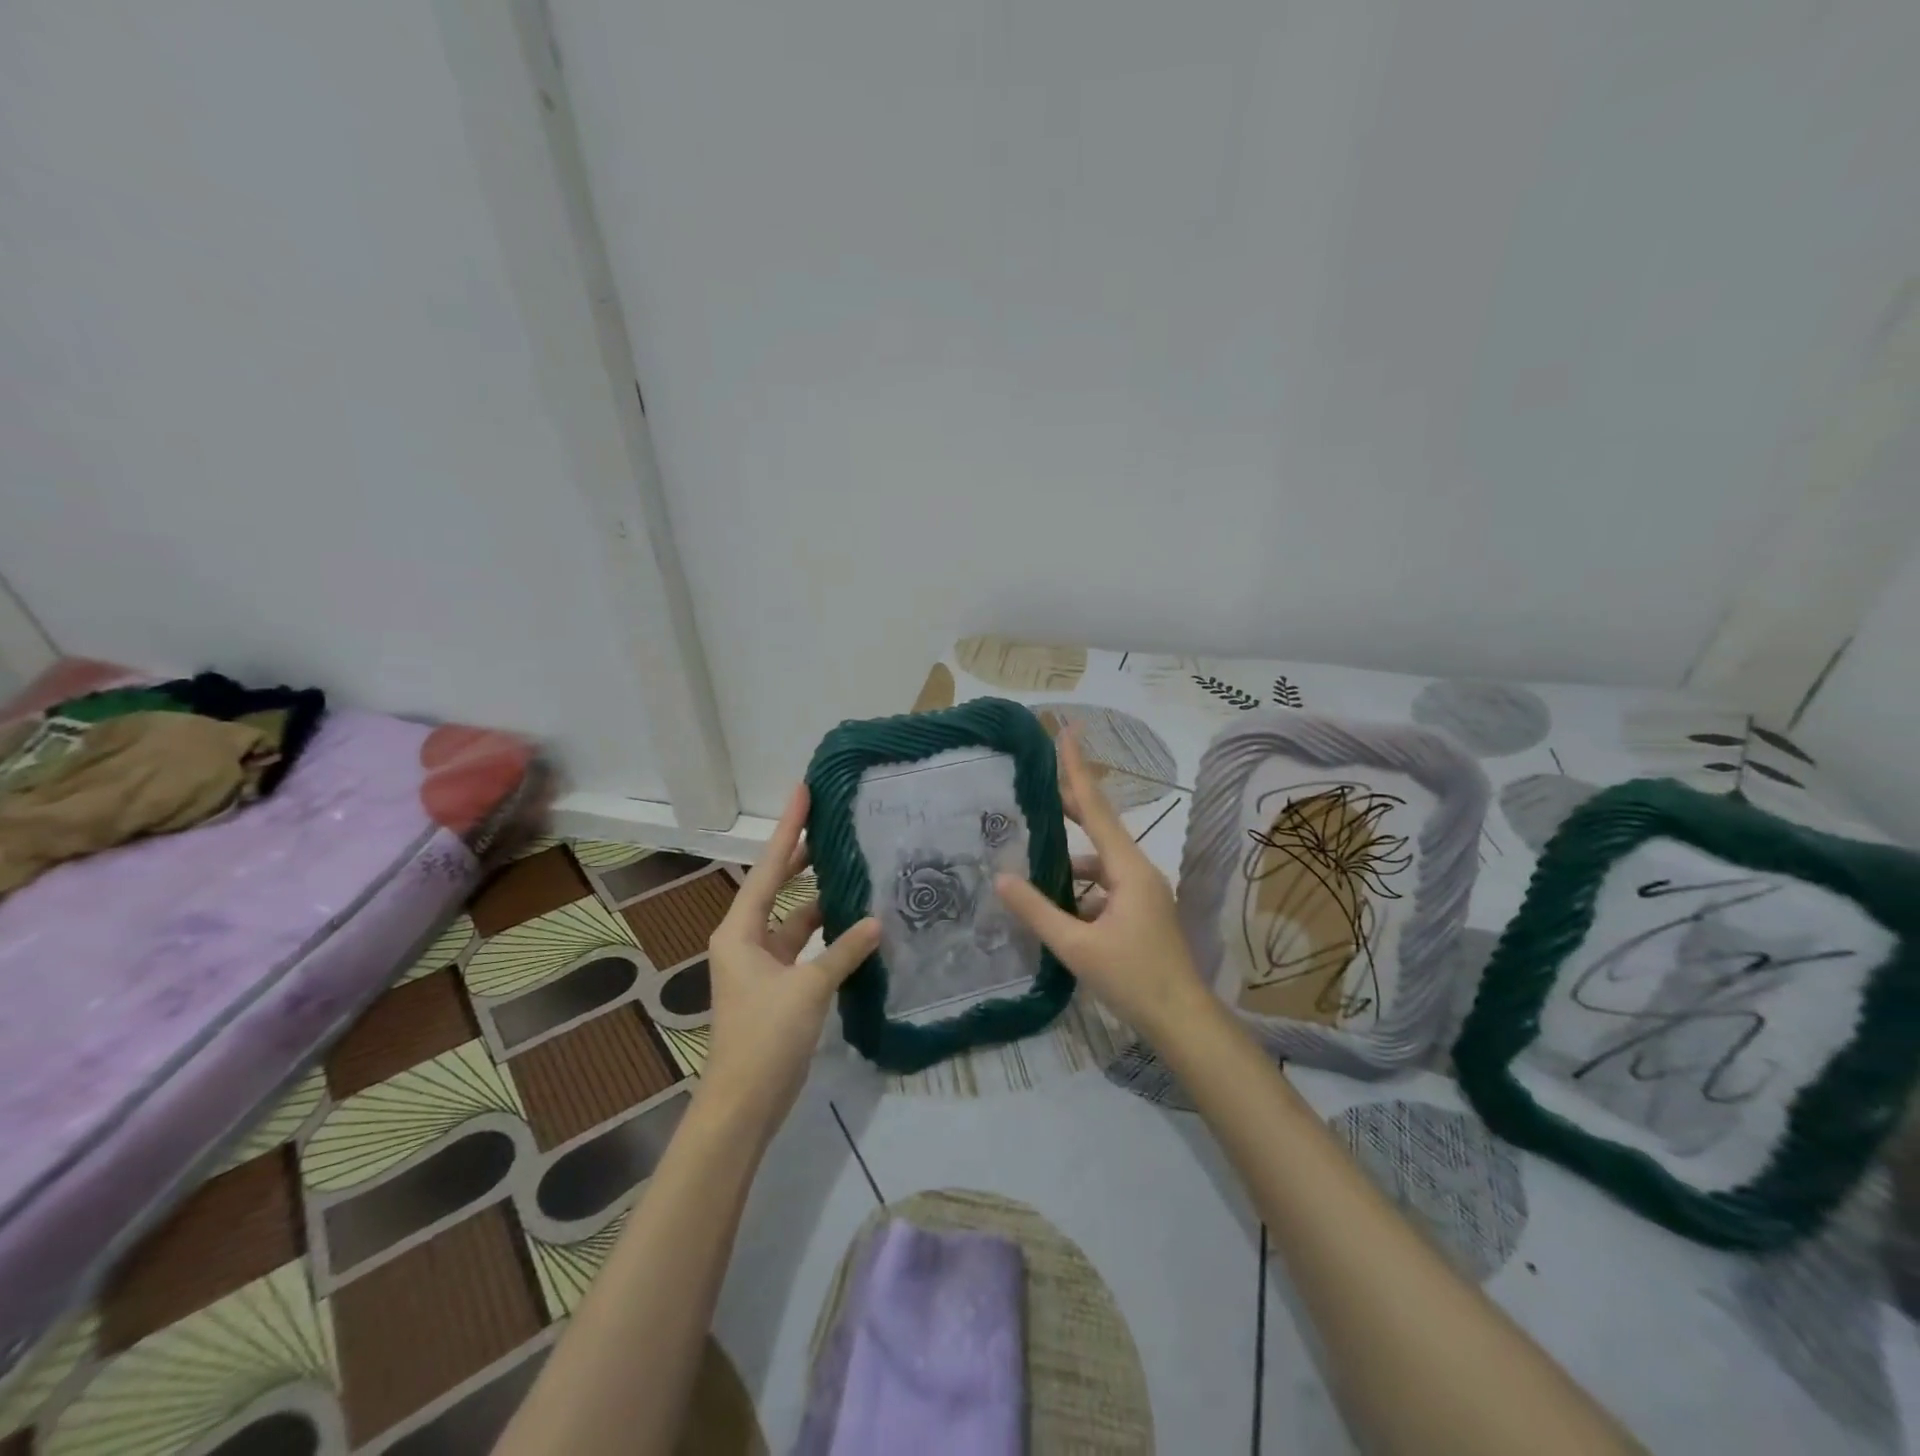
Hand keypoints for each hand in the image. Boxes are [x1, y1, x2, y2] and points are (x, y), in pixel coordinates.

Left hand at [702, 786, 879, 1133]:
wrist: (744, 1103)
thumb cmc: (765, 1036)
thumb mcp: (808, 987)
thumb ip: (844, 951)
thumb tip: (877, 921)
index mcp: (740, 930)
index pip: (767, 867)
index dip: (788, 828)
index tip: (804, 791)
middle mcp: (746, 938)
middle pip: (777, 886)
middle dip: (801, 855)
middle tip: (831, 822)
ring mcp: (762, 963)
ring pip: (794, 918)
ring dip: (821, 899)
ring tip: (853, 869)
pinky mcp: (778, 986)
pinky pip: (804, 946)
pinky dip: (827, 935)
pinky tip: (855, 924)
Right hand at [995, 731, 1214, 1043]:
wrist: (1183, 1020)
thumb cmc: (1134, 980)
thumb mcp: (1077, 947)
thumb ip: (1037, 911)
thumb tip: (1001, 877)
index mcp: (1129, 869)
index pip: (1097, 807)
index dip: (1077, 768)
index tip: (1066, 731)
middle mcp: (1139, 870)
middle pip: (1099, 825)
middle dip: (1069, 802)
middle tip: (1037, 780)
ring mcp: (1142, 891)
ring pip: (1099, 861)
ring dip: (1069, 859)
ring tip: (1031, 859)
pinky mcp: (1140, 911)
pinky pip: (1105, 885)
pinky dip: (1080, 887)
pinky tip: (1055, 905)